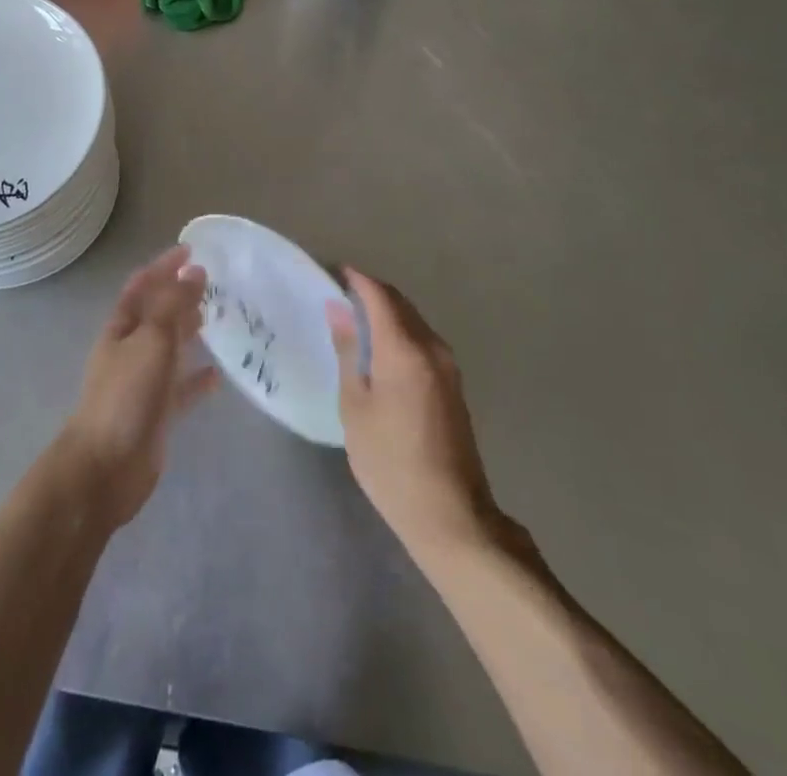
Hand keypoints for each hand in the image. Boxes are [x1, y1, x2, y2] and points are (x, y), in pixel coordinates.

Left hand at [57, 245, 219, 529]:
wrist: (106, 469)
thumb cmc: (125, 396)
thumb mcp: (152, 341)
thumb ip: (173, 305)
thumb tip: (194, 270)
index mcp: (121, 328)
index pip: (142, 286)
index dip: (163, 266)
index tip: (191, 249)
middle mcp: (131, 350)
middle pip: (157, 314)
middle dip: (179, 296)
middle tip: (213, 282)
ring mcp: (144, 382)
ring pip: (171, 349)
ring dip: (189, 332)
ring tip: (217, 317)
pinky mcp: (158, 413)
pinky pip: (182, 389)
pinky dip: (198, 380)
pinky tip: (219, 376)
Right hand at [326, 268, 503, 560]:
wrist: (451, 514)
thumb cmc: (390, 461)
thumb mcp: (355, 407)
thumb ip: (348, 352)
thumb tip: (339, 310)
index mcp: (405, 349)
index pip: (379, 295)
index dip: (356, 279)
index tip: (333, 272)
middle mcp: (432, 347)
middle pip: (400, 303)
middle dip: (371, 293)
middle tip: (339, 296)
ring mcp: (448, 366)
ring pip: (413, 321)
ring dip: (387, 313)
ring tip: (355, 322)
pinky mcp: (453, 384)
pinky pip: (422, 341)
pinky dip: (400, 332)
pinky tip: (380, 351)